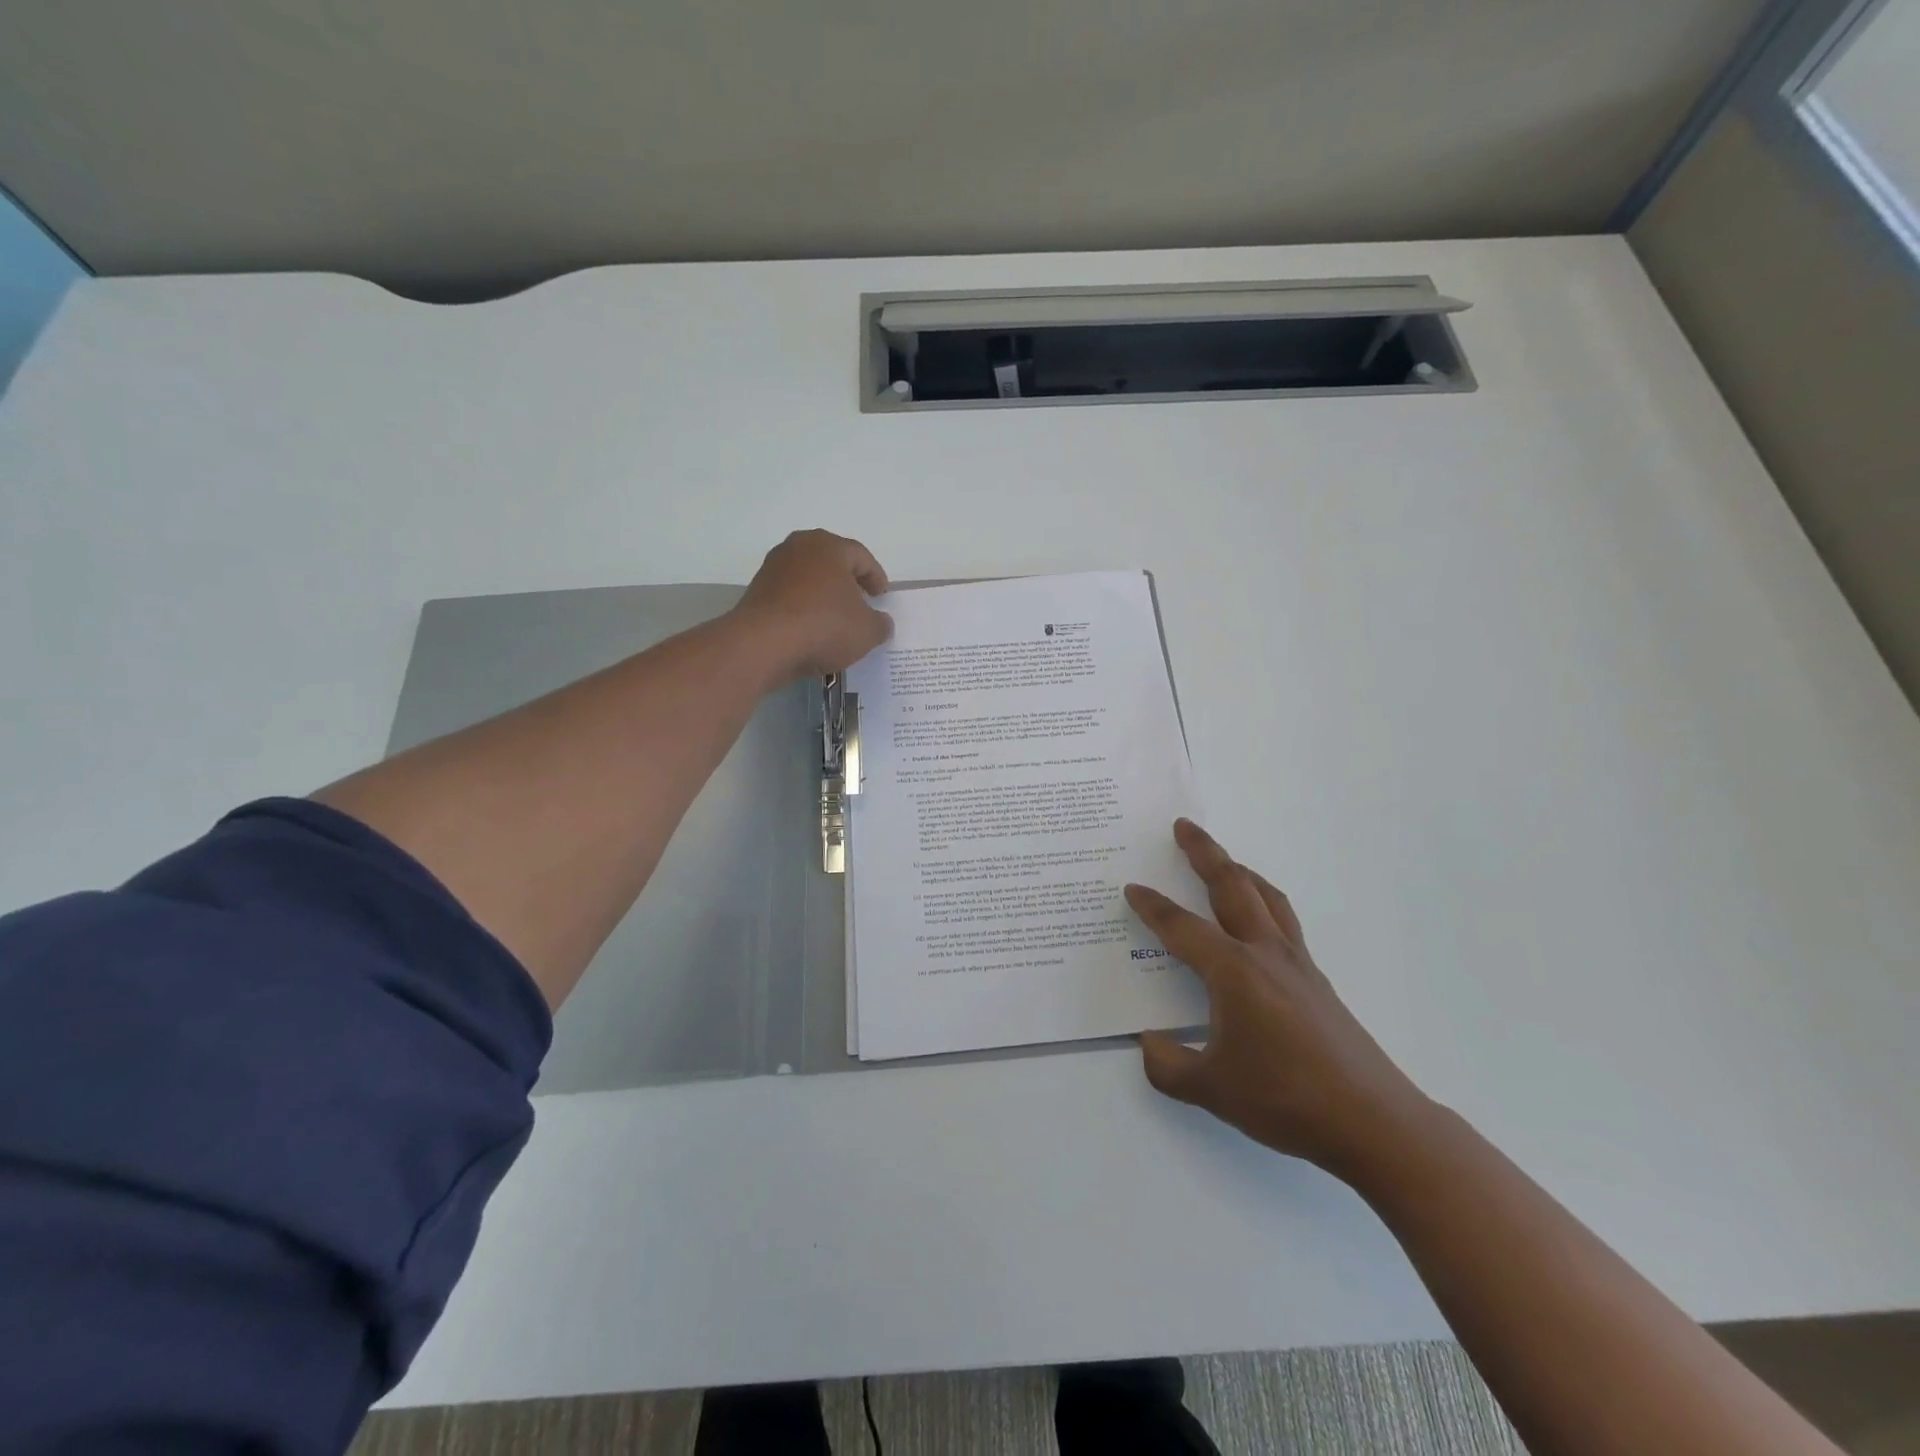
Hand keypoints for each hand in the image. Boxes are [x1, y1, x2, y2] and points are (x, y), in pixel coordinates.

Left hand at [733, 529, 892, 680]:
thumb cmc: (824, 626)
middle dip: (848, 582)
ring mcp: (773, 569)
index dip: (876, 577)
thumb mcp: (867, 631)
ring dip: (823, 596)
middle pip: (832, 563)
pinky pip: (790, 597)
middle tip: (861, 602)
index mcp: (829, 546)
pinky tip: (811, 631)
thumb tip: (881, 622)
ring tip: (835, 621)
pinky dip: (804, 609)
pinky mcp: (757, 592)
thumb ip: (880, 624)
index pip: (861, 556)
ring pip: (808, 579)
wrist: (764, 644)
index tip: (882, 597)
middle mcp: (798, 548)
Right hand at [1126, 820, 1431, 1180]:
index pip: (1181, 927)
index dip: (1153, 906)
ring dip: (1240, 871)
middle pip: (1231, 886)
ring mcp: (1297, 964)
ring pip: (1265, 897)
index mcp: (1232, 971)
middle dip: (1205, 853)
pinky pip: (1284, 921)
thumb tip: (1149, 1042)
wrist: (1371, 1121)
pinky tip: (1259, 920)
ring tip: (1224, 859)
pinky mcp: (1317, 980)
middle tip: (1184, 826)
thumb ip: (1168, 1064)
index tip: (1133, 888)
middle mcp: (1264, 953)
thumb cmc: (1284, 1099)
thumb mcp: (1210, 1088)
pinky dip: (1264, 901)